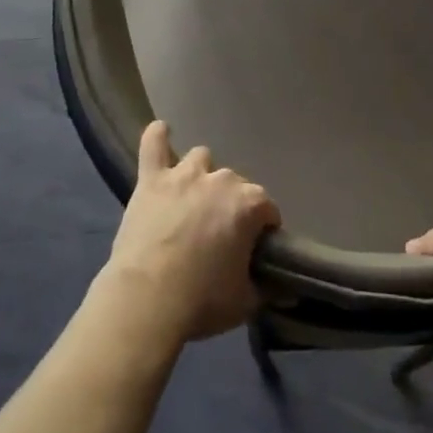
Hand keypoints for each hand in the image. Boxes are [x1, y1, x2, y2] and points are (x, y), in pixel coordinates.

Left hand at [94, 121, 281, 348]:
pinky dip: (157, 137)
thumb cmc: (202, 301)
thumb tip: (286, 290)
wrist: (147, 301)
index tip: (253, 249)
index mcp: (250, 204)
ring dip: (201, 175)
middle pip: (235, 184)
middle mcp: (222, 180)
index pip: (267, 209)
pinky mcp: (152, 181)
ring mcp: (184, 175)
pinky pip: (153, 146)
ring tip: (193, 198)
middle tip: (219, 233)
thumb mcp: (245, 301)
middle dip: (231, 204)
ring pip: (201, 159)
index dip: (262, 229)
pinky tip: (161, 130)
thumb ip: (267, 288)